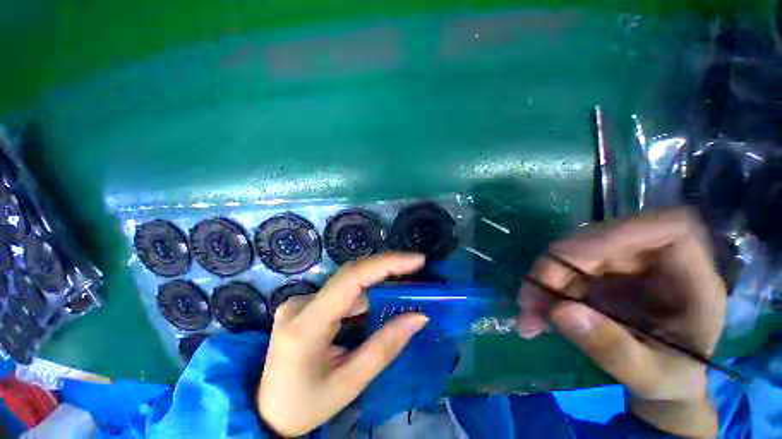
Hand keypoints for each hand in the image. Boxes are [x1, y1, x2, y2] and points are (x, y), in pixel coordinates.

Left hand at [257, 253, 427, 436]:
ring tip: (403, 285)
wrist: (266, 413)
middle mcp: (300, 304)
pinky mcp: (304, 305)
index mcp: (307, 324)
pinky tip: (380, 302)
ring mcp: (299, 302)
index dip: (386, 264)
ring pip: (347, 283)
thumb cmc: (305, 406)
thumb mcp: (349, 383)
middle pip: (350, 274)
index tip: (416, 260)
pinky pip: (341, 293)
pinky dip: (364, 294)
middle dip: (385, 267)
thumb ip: (385, 346)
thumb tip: (418, 316)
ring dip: (376, 282)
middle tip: (415, 266)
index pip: (351, 279)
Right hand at [517, 209, 723, 436]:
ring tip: (529, 313)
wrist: (665, 381)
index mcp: (692, 280)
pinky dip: (546, 286)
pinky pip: (566, 268)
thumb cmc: (673, 382)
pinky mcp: (603, 271)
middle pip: (602, 240)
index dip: (619, 233)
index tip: (573, 256)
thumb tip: (560, 311)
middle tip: (531, 300)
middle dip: (558, 267)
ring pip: (576, 252)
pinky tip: (536, 311)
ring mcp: (627, 264)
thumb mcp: (652, 380)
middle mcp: (657, 262)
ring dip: (545, 278)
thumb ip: (615, 351)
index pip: (668, 228)